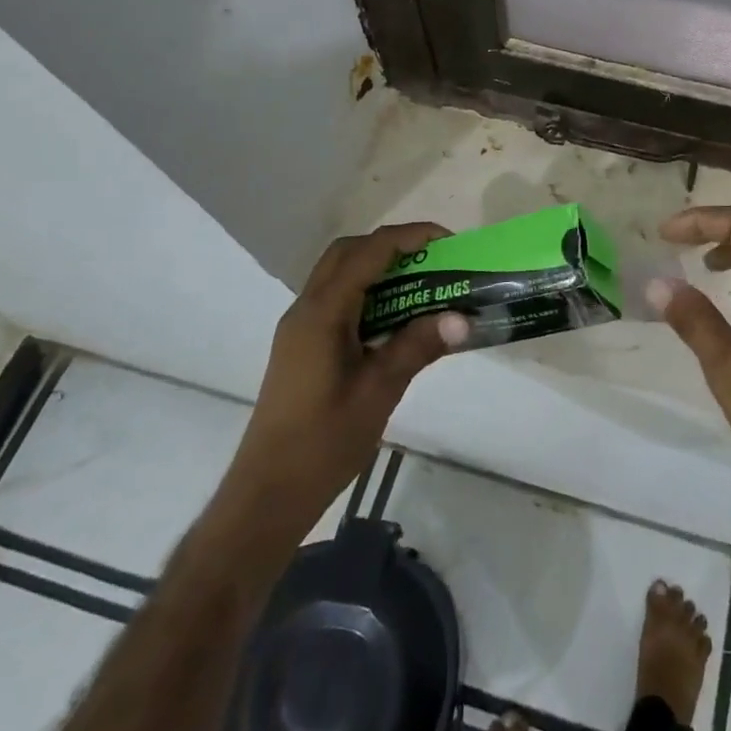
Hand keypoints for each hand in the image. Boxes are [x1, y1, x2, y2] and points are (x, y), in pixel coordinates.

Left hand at [236, 223, 467, 504]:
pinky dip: (367, 293)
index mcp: (322, 314)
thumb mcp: (379, 391)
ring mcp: (300, 327)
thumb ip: (417, 347)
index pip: (367, 253)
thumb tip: (462, 318)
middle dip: (392, 246)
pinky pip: (337, 300)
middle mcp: (306, 309)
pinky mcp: (302, 346)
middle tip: (433, 260)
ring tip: (422, 285)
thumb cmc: (323, 442)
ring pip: (339, 275)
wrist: (268, 493)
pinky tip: (395, 319)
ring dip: (379, 268)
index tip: (448, 242)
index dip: (409, 237)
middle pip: (348, 253)